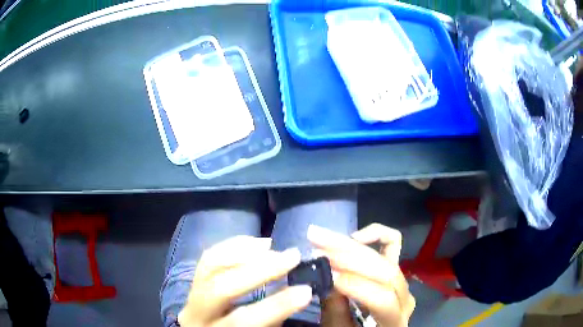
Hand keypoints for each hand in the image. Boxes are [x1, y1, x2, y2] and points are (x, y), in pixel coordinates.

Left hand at [178, 236, 312, 326]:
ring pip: (211, 266)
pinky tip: (255, 243)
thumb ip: (272, 319)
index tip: (306, 290)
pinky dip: (233, 246)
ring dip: (244, 252)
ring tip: (272, 246)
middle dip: (260, 270)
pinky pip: (209, 257)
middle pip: (222, 287)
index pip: (243, 320)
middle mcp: (196, 313)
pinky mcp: (194, 280)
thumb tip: (298, 293)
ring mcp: (191, 293)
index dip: (276, 306)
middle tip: (292, 256)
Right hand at [308, 224, 414, 326]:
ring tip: (321, 237)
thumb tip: (327, 276)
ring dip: (352, 244)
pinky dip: (376, 234)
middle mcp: (405, 297)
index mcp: (395, 320)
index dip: (356, 285)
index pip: (383, 299)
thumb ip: (336, 307)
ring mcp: (403, 280)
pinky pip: (393, 242)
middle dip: (349, 258)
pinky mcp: (397, 267)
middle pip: (385, 272)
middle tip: (316, 248)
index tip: (326, 274)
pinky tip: (354, 236)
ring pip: (386, 256)